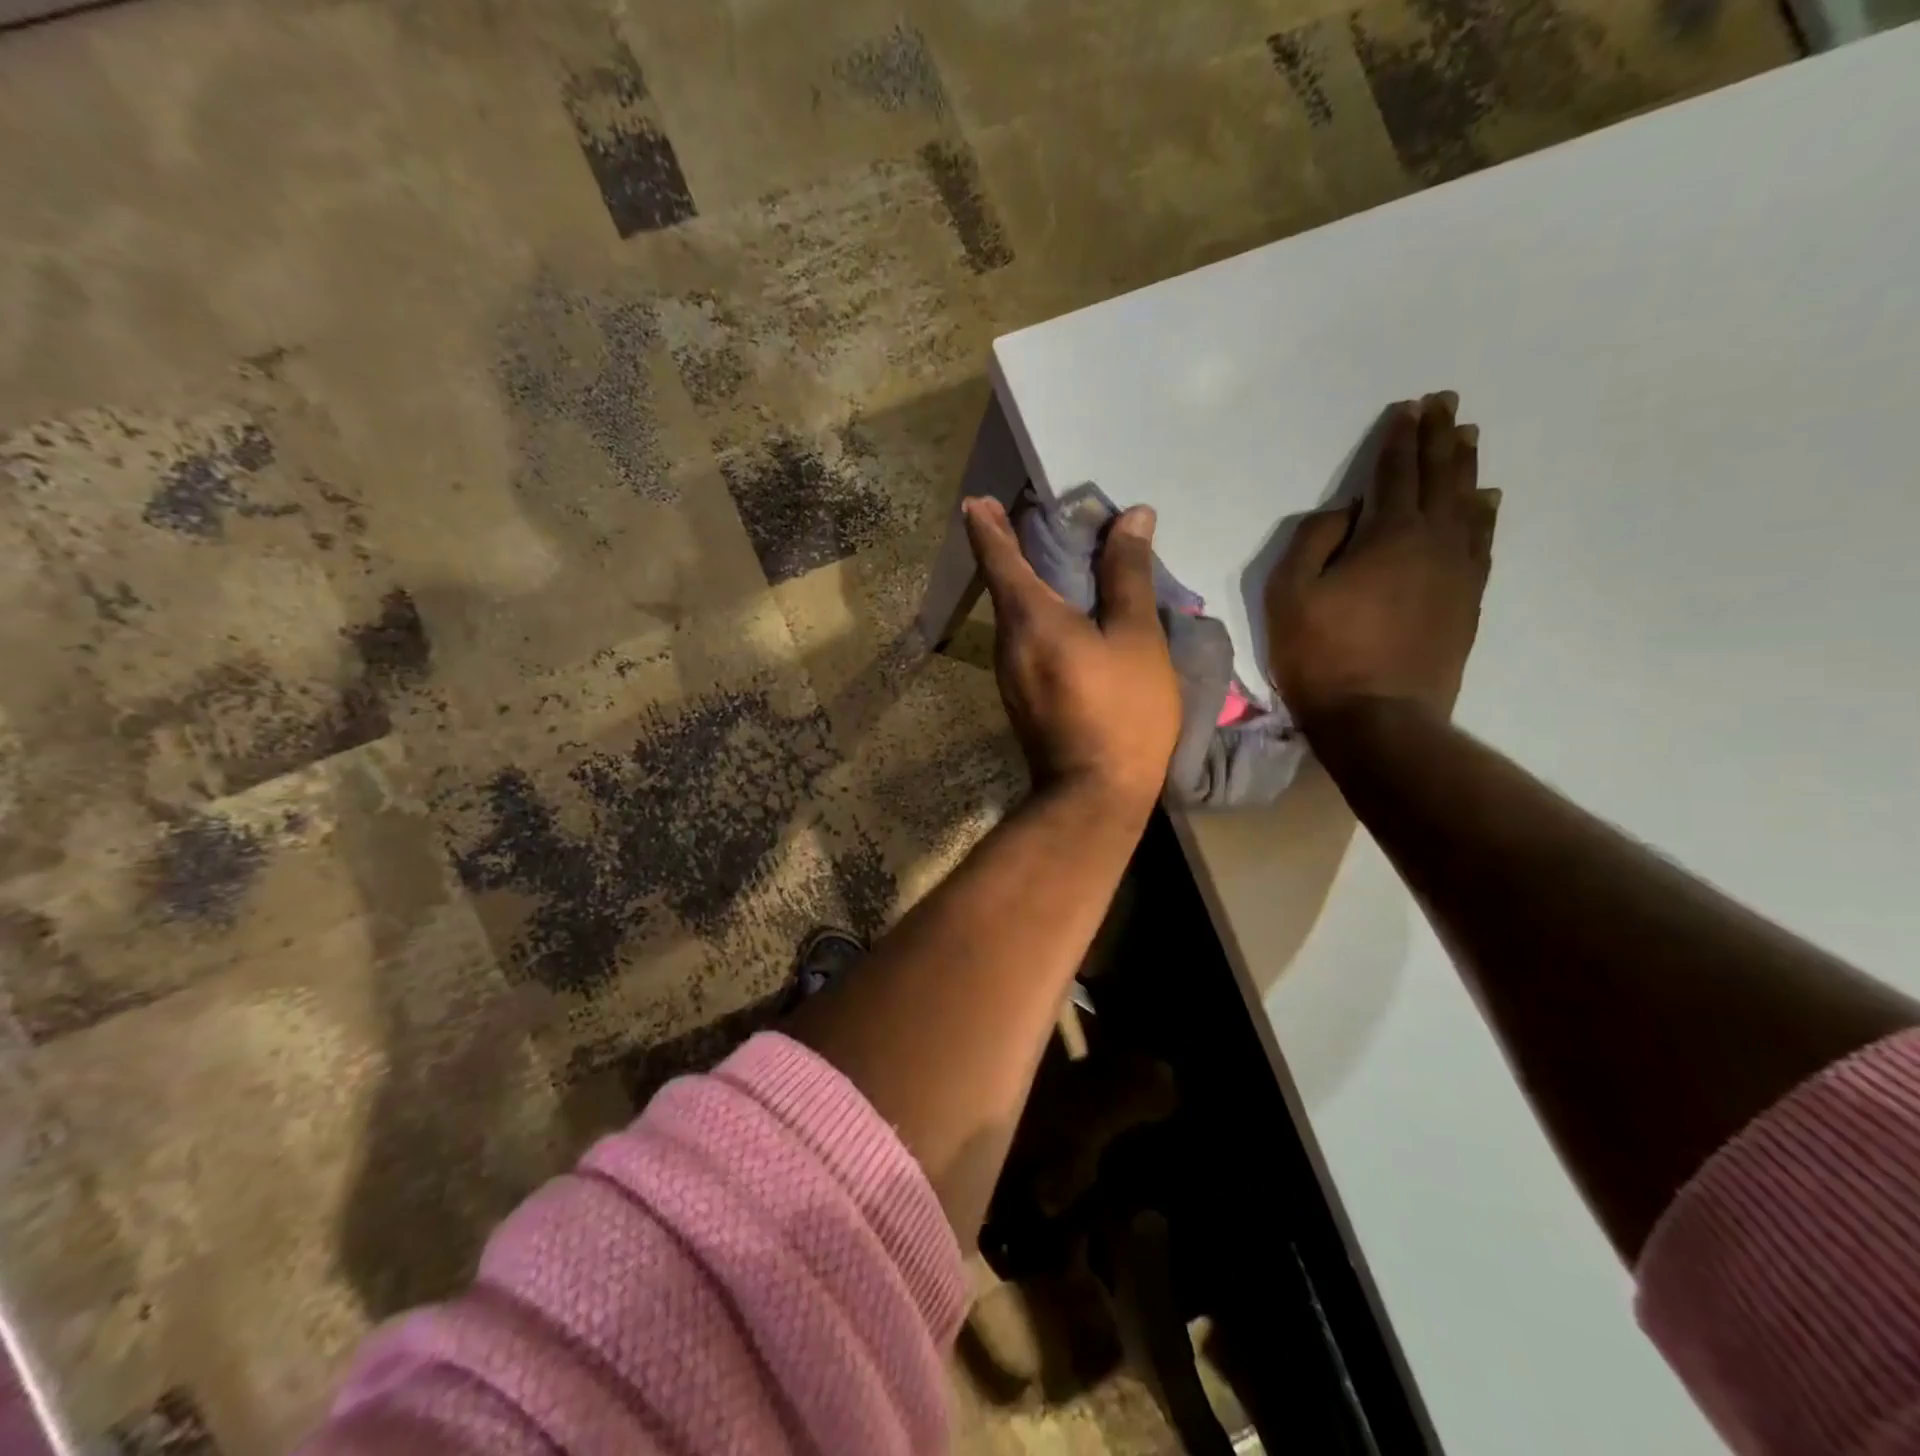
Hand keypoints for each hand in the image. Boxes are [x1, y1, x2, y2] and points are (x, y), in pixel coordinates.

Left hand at [963, 496, 1180, 813]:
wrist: (1094, 794)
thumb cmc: (1122, 711)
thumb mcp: (1136, 637)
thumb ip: (1128, 575)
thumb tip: (1132, 518)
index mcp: (1028, 616)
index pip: (997, 555)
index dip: (987, 524)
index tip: (978, 500)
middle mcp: (1006, 640)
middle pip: (1003, 583)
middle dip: (1011, 547)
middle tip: (1035, 519)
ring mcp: (1008, 673)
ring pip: (1014, 614)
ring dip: (1027, 583)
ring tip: (1059, 561)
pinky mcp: (1020, 697)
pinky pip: (1024, 640)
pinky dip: (1038, 616)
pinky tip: (1067, 618)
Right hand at [1265, 393, 1495, 727]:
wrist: (1379, 717)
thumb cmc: (1321, 655)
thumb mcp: (1289, 595)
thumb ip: (1313, 541)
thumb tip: (1344, 511)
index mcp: (1387, 534)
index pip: (1394, 473)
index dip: (1399, 438)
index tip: (1408, 408)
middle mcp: (1433, 541)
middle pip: (1439, 477)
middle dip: (1439, 438)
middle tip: (1445, 404)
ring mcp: (1458, 571)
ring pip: (1467, 503)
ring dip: (1465, 467)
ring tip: (1466, 438)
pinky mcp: (1468, 599)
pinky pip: (1482, 540)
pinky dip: (1483, 512)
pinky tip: (1484, 500)